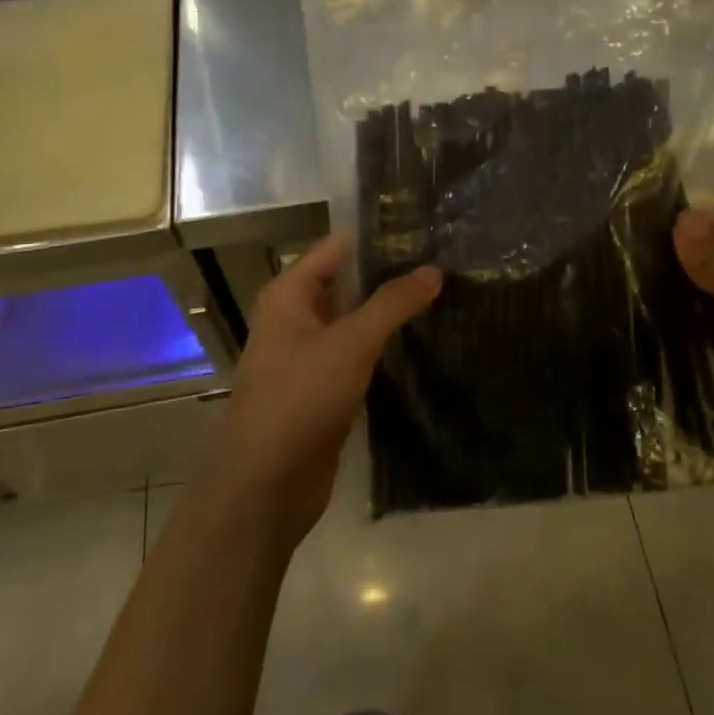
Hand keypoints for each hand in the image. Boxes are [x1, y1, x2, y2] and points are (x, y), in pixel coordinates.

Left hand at [213, 235, 440, 545]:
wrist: (267, 484)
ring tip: (445, 296)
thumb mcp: (350, 342)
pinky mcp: (324, 389)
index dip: (378, 237)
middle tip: (446, 263)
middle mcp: (295, 318)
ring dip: (391, 313)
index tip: (426, 230)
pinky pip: (358, 356)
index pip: (337, 247)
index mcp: (289, 295)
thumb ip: (392, 303)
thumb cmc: (300, 398)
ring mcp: (309, 355)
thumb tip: (434, 270)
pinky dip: (385, 348)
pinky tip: (423, 342)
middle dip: (391, 275)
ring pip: (355, 322)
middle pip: (347, 283)